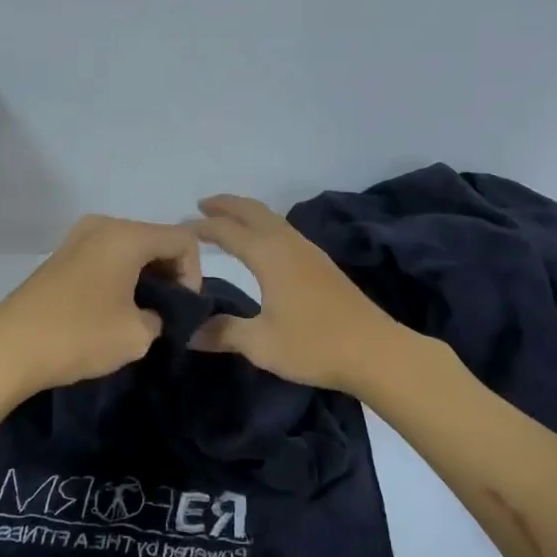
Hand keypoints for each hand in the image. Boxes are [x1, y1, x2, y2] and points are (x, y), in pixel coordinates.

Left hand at [0, 214, 201, 395]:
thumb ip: (163, 317)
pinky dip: (121, 276)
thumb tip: (156, 314)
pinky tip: (113, 308)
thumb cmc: (79, 336)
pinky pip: (107, 256)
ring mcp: (78, 237)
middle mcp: (103, 224)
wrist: (8, 349)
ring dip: (145, 276)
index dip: (194, 275)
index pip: (183, 240)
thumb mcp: (138, 335)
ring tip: (140, 314)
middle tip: (166, 313)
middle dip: (170, 273)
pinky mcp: (62, 255)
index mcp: (126, 235)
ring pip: (131, 248)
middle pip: (157, 239)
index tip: (181, 310)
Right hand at [190, 194, 406, 394]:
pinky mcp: (323, 266)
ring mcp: (310, 253)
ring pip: (273, 220)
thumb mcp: (261, 343)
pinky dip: (265, 227)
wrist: (375, 351)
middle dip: (227, 205)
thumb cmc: (314, 345)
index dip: (202, 227)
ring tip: (228, 220)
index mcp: (270, 256)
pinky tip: (265, 244)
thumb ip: (223, 333)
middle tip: (202, 204)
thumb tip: (189, 333)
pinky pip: (285, 232)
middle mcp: (290, 245)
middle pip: (254, 212)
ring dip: (248, 214)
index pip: (228, 231)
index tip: (180, 228)